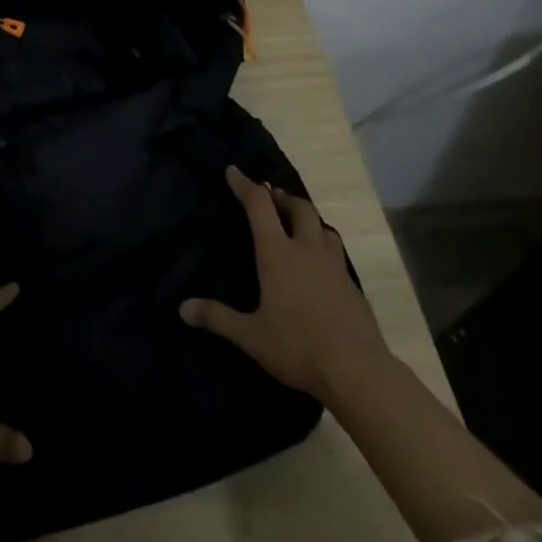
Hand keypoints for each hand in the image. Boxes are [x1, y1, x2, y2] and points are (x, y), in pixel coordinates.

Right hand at [180, 165, 389, 402]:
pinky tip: (318, 267)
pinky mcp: (353, 286)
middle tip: (271, 199)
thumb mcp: (251, 336)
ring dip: (308, 220)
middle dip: (283, 197)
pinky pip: (336, 254)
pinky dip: (323, 248)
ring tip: (297, 227)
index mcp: (278, 253)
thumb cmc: (298, 346)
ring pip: (324, 228)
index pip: (259, 206)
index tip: (233, 170)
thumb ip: (218, 318)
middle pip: (299, 207)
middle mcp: (307, 250)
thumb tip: (183, 309)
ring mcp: (334, 266)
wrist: (358, 371)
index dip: (245, 185)